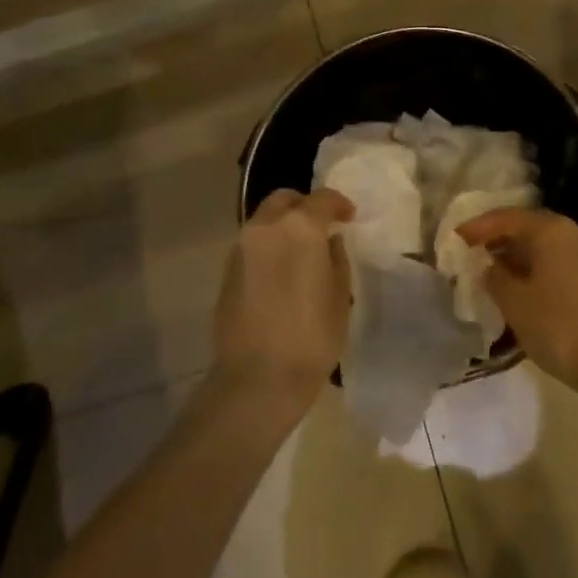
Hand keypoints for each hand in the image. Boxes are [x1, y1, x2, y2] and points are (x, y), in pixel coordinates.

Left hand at [213, 188, 353, 408]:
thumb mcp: (339, 296)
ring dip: (284, 226)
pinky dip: (269, 247)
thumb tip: (330, 243)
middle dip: (304, 205)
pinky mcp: (226, 273)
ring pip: (264, 221)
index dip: (340, 204)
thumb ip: (336, 260)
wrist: (257, 378)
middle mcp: (265, 229)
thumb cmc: (312, 336)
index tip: (350, 217)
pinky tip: (282, 272)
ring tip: (302, 251)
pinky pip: (252, 246)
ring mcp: (240, 250)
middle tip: (322, 226)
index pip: (322, 199)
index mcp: (300, 228)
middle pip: (284, 200)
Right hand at [456, 208, 577, 389]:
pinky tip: (523, 287)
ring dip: (519, 255)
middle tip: (473, 252)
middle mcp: (574, 233)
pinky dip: (537, 268)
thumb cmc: (558, 325)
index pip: (507, 218)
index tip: (456, 237)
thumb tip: (490, 266)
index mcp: (552, 230)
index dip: (479, 226)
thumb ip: (495, 277)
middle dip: (499, 239)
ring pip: (546, 246)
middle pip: (529, 228)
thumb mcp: (514, 302)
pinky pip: (559, 262)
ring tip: (493, 272)